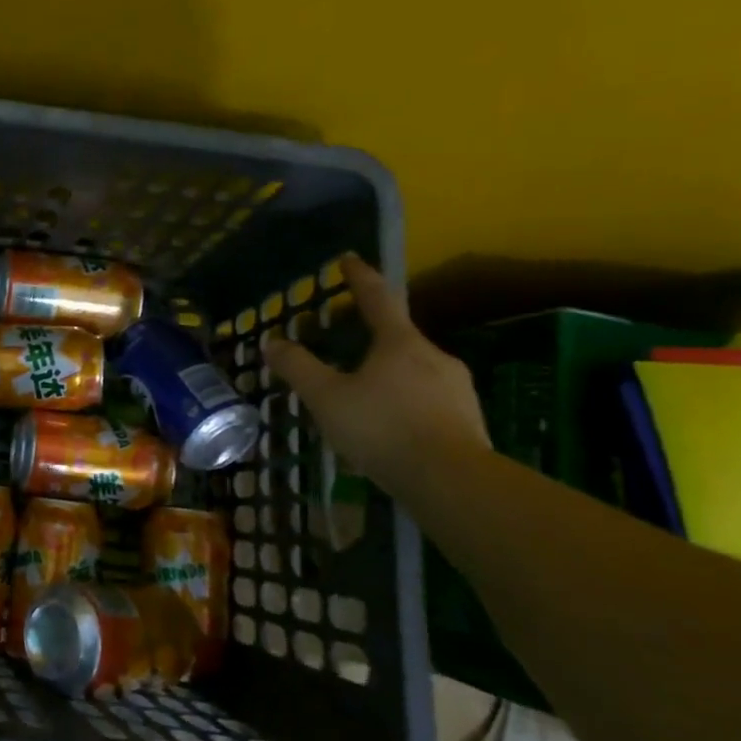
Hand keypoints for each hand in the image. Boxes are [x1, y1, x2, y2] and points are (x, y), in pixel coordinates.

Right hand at [261, 254, 489, 491]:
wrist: (453, 481)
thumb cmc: (383, 428)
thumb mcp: (326, 397)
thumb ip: (298, 367)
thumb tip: (272, 341)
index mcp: (400, 342)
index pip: (377, 298)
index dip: (359, 277)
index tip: (349, 259)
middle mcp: (433, 356)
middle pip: (396, 336)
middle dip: (367, 333)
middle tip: (340, 338)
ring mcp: (457, 388)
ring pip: (413, 370)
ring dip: (386, 371)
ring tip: (360, 390)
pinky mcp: (469, 420)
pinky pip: (427, 399)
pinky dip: (403, 400)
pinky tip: (388, 424)